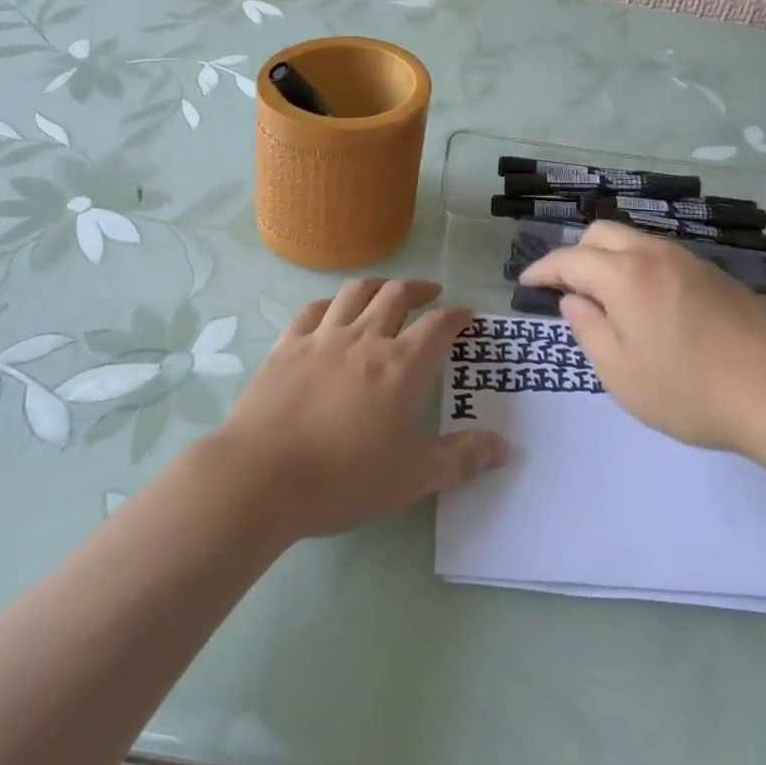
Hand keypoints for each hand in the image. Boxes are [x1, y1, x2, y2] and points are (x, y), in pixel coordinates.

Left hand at [208, 278, 507, 540]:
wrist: (261, 477)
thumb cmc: (343, 479)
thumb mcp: (412, 478)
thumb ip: (462, 459)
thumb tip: (505, 446)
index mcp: (402, 366)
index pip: (439, 324)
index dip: (458, 316)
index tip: (467, 315)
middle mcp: (366, 338)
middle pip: (398, 294)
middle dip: (420, 288)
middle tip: (431, 293)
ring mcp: (323, 337)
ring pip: (356, 292)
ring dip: (378, 285)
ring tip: (387, 290)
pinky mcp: (287, 345)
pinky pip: (314, 309)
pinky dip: (331, 303)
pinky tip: (333, 311)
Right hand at [520, 222, 765, 455]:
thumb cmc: (690, 390)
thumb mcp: (622, 374)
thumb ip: (589, 330)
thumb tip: (573, 300)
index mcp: (625, 276)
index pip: (570, 259)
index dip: (543, 269)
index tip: (525, 283)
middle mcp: (655, 255)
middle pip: (602, 233)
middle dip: (575, 253)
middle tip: (567, 289)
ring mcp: (690, 261)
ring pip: (635, 240)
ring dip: (609, 258)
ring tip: (606, 298)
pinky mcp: (716, 275)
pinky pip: (662, 256)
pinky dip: (639, 266)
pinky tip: (649, 304)